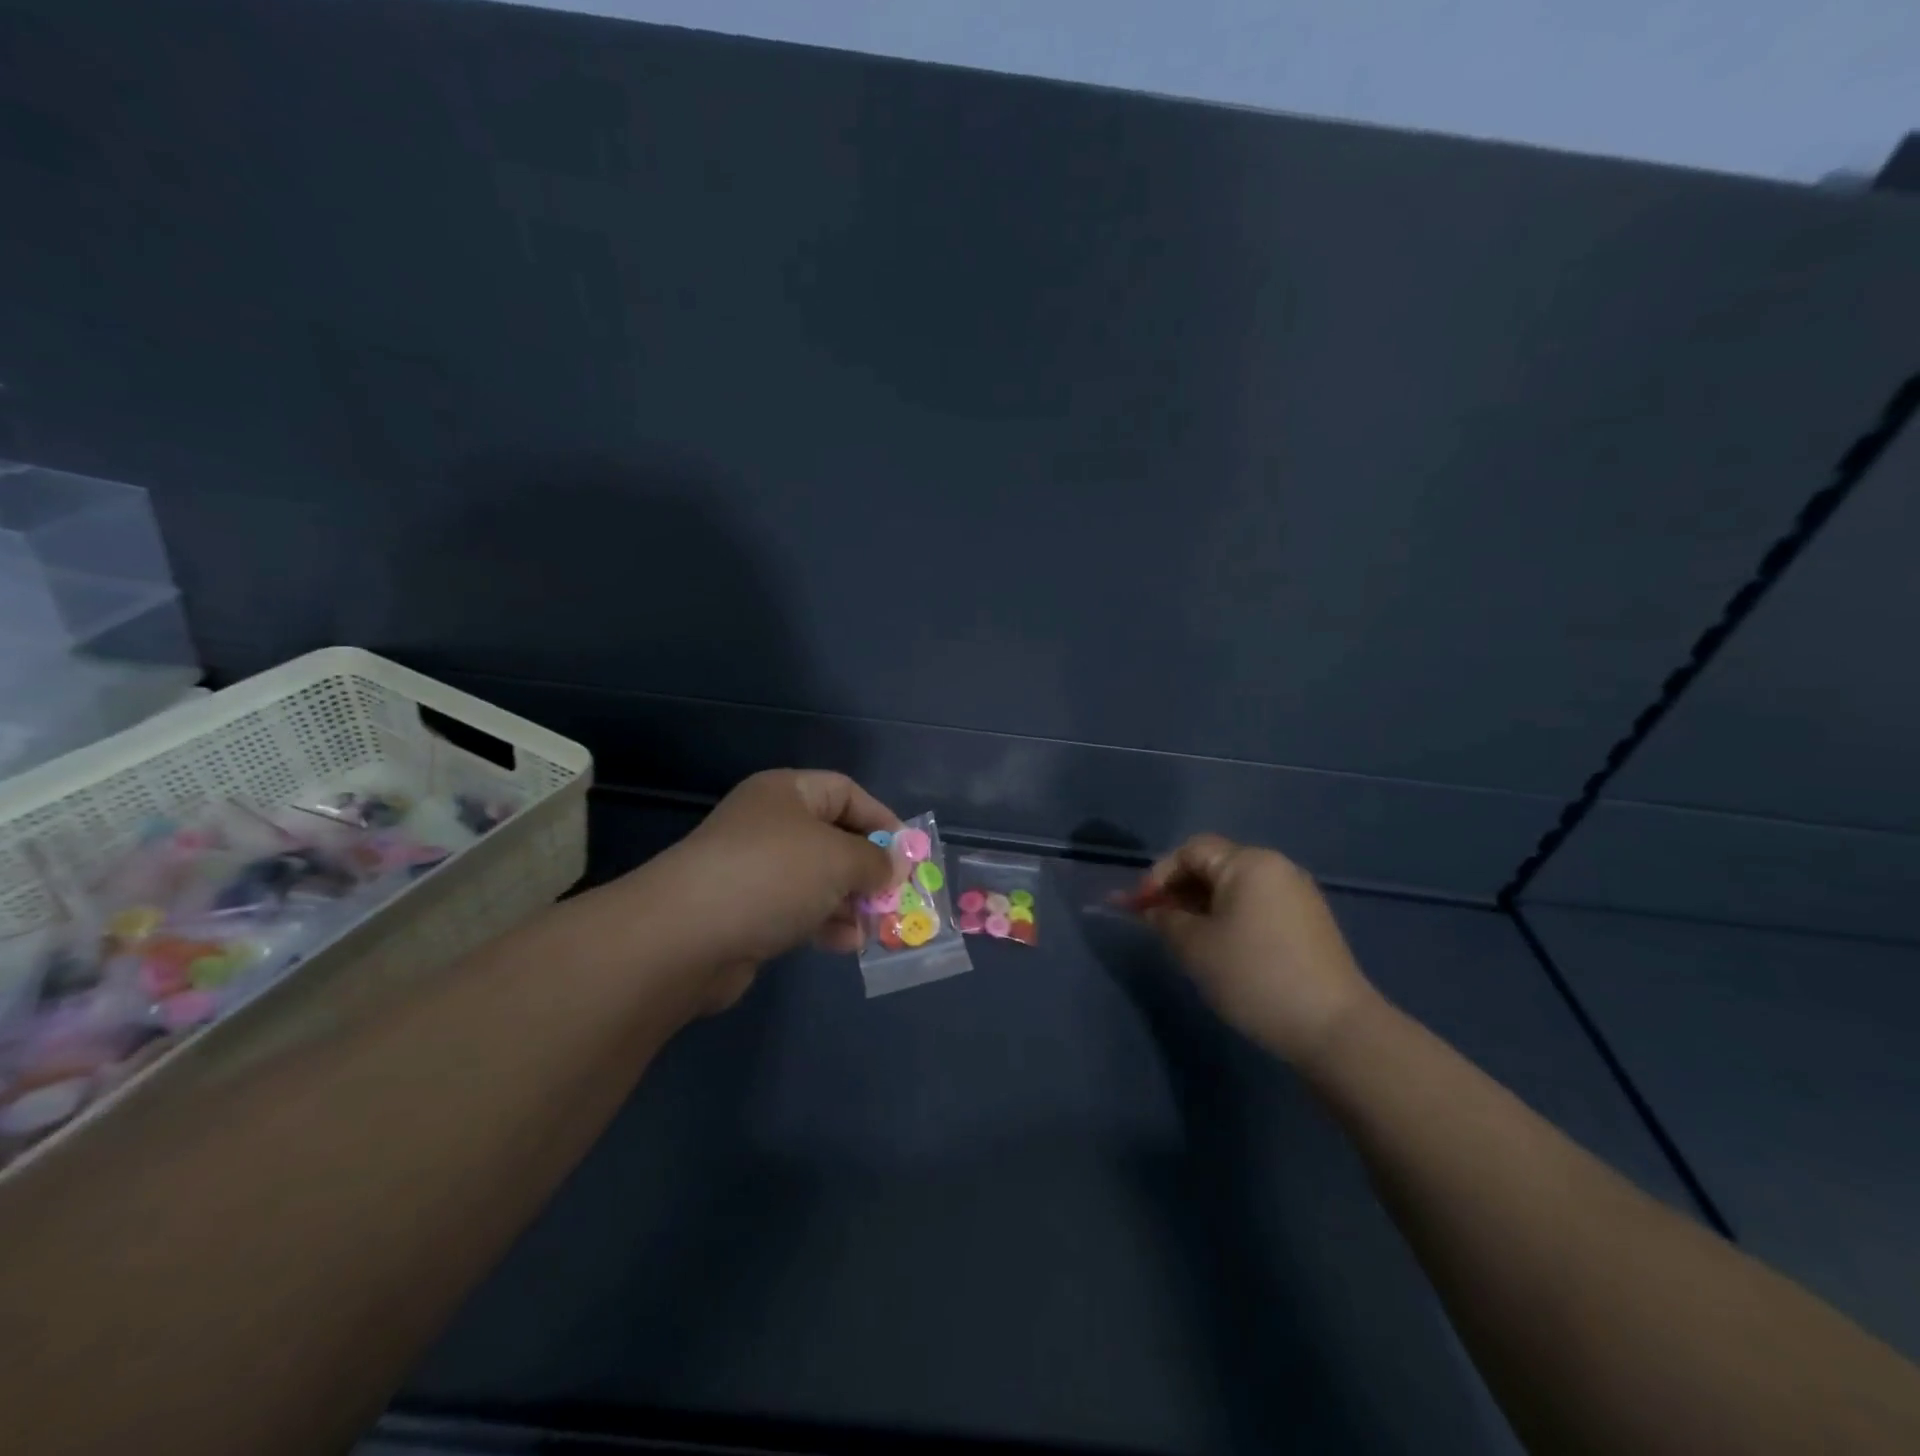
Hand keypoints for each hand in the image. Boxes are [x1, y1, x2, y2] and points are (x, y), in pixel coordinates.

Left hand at [642, 770, 903, 1011]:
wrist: (685, 936)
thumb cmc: (772, 875)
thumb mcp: (838, 858)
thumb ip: (875, 860)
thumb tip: (894, 866)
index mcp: (787, 792)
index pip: (846, 792)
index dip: (883, 819)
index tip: (910, 853)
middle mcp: (770, 825)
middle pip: (834, 838)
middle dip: (870, 868)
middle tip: (899, 895)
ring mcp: (755, 870)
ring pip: (818, 879)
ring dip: (851, 902)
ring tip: (879, 926)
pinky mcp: (746, 912)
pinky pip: (798, 910)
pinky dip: (825, 924)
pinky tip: (847, 945)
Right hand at [1136, 834, 1379, 1068]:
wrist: (1333, 1028)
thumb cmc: (1254, 976)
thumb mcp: (1194, 946)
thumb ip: (1165, 919)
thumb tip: (1155, 910)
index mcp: (1249, 863)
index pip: (1192, 850)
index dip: (1159, 874)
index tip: (1140, 907)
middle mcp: (1277, 868)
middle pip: (1214, 866)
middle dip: (1179, 890)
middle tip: (1156, 922)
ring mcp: (1298, 896)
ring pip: (1235, 889)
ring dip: (1202, 906)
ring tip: (1183, 938)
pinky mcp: (1309, 924)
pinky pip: (1256, 907)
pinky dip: (1229, 919)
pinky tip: (1220, 949)